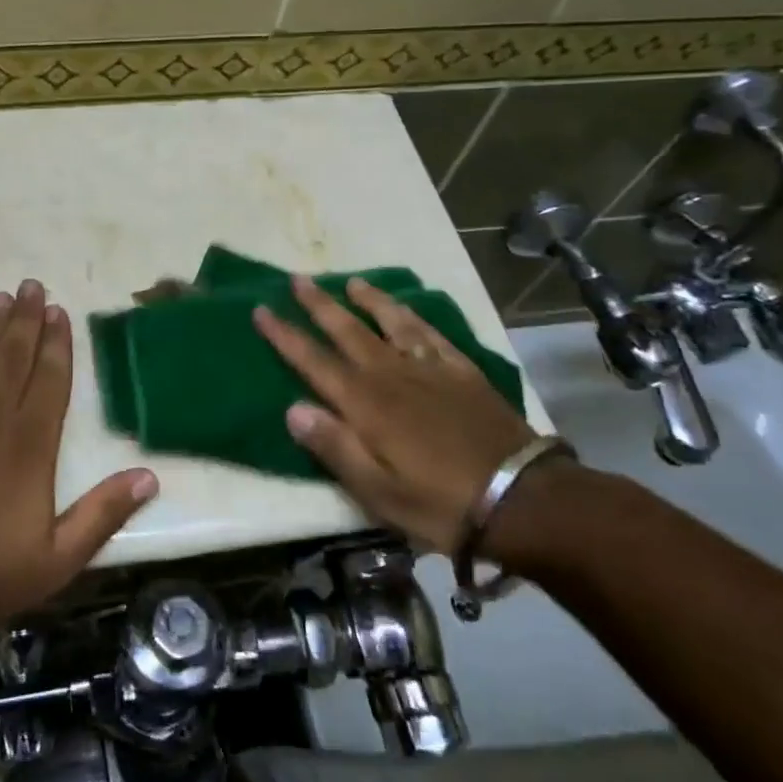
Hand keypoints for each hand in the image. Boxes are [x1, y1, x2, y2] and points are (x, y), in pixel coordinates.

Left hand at [0, 280, 158, 638]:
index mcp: (30, 445)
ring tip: (1, 296)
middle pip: (13, 355)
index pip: (50, 379)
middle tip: (31, 285)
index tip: (58, 311)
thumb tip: (150, 477)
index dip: (56, 342)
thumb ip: (103, 514)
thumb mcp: (57, 559)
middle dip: (25, 318)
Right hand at [252, 276, 535, 552]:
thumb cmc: (439, 503)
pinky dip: (413, 316)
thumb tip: (292, 408)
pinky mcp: (462, 372)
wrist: (521, 499)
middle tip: (298, 278)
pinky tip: (408, 310)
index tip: (261, 309)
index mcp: (364, 403)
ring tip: (351, 282)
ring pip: (391, 322)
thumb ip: (334, 446)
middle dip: (318, 304)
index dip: (284, 334)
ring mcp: (429, 369)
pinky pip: (431, 333)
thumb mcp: (377, 491)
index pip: (313, 360)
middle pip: (347, 330)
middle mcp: (391, 374)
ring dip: (367, 300)